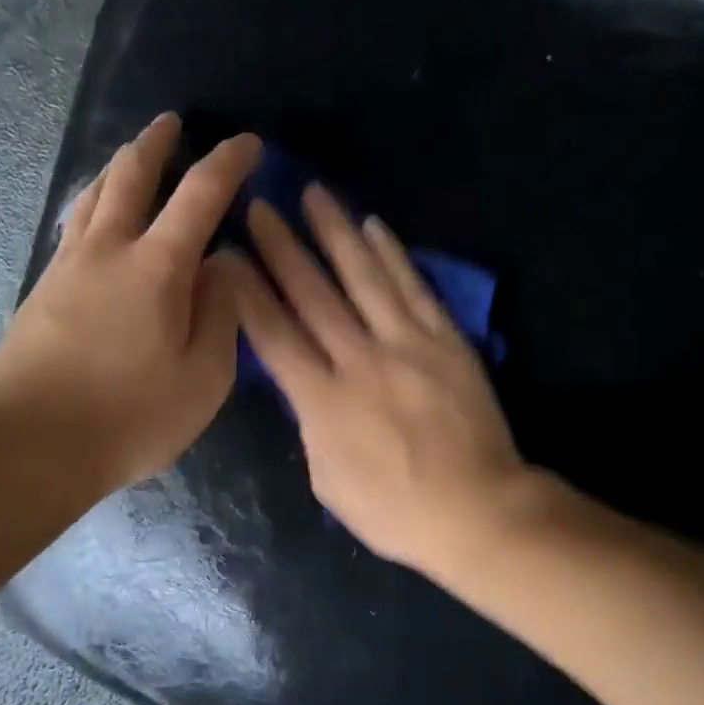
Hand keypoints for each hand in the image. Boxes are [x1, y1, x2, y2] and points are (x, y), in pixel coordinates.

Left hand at [0, 114, 260, 500]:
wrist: (30, 449)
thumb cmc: (131, 417)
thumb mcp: (204, 377)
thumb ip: (220, 313)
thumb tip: (221, 266)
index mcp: (157, 268)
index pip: (200, 194)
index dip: (228, 162)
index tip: (248, 144)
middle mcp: (108, 251)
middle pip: (129, 176)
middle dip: (155, 143)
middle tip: (171, 123)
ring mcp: (66, 268)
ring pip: (91, 197)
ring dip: (116, 168)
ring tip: (131, 157)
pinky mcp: (40, 292)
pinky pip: (72, 229)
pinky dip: (92, 207)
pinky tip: (95, 218)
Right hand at [223, 184, 529, 572]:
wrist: (476, 510)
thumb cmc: (394, 510)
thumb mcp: (327, 479)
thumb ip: (309, 423)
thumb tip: (304, 383)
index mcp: (322, 401)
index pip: (274, 334)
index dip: (247, 292)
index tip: (227, 254)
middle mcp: (359, 360)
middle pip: (312, 293)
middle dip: (282, 247)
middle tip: (260, 206)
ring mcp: (406, 344)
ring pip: (364, 277)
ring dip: (335, 233)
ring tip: (314, 194)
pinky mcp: (445, 340)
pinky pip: (414, 288)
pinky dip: (393, 255)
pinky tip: (374, 226)